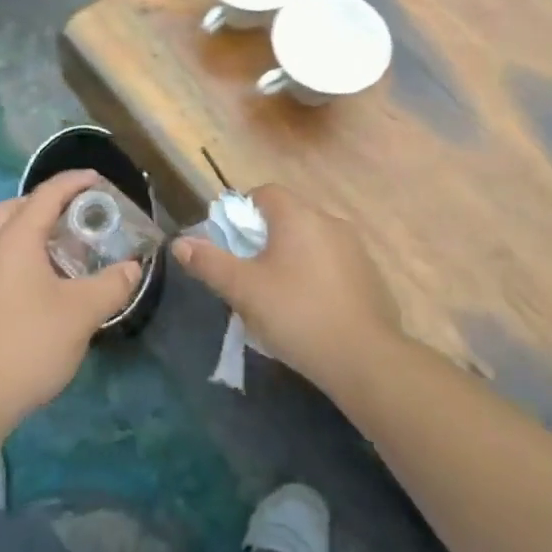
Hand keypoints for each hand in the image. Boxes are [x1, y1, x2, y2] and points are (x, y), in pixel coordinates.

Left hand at [0, 170, 143, 429]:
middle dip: (47, 202)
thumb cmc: (29, 342)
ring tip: (63, 246)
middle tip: (77, 214)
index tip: (99, 179)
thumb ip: (112, 284)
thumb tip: (132, 268)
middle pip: (17, 206)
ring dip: (31, 228)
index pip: (47, 194)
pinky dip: (20, 251)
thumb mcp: (82, 312)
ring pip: (3, 231)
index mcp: (16, 237)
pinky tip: (42, 279)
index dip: (74, 182)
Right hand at [172, 183, 399, 389]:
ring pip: (311, 240)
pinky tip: (311, 308)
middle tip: (249, 273)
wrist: (365, 359)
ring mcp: (355, 247)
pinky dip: (317, 274)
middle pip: (288, 215)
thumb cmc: (296, 314)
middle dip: (265, 238)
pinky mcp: (371, 275)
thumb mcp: (243, 290)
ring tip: (278, 294)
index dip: (242, 213)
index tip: (232, 245)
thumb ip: (209, 263)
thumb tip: (180, 243)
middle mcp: (328, 220)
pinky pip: (333, 262)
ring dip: (292, 256)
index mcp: (297, 215)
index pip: (264, 193)